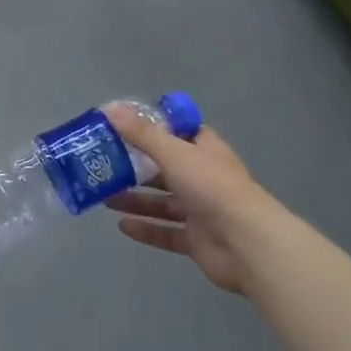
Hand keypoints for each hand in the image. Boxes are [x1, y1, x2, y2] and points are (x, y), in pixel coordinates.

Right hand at [104, 105, 277, 295]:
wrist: (245, 243)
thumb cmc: (211, 187)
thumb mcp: (174, 153)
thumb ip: (141, 134)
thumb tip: (109, 108)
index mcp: (205, 151)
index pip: (180, 133)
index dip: (154, 129)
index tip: (124, 128)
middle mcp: (203, 178)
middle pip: (165, 169)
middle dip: (136, 168)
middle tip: (104, 165)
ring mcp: (201, 211)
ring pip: (162, 202)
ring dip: (135, 199)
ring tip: (105, 197)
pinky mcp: (196, 240)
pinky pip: (165, 232)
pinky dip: (145, 228)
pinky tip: (121, 226)